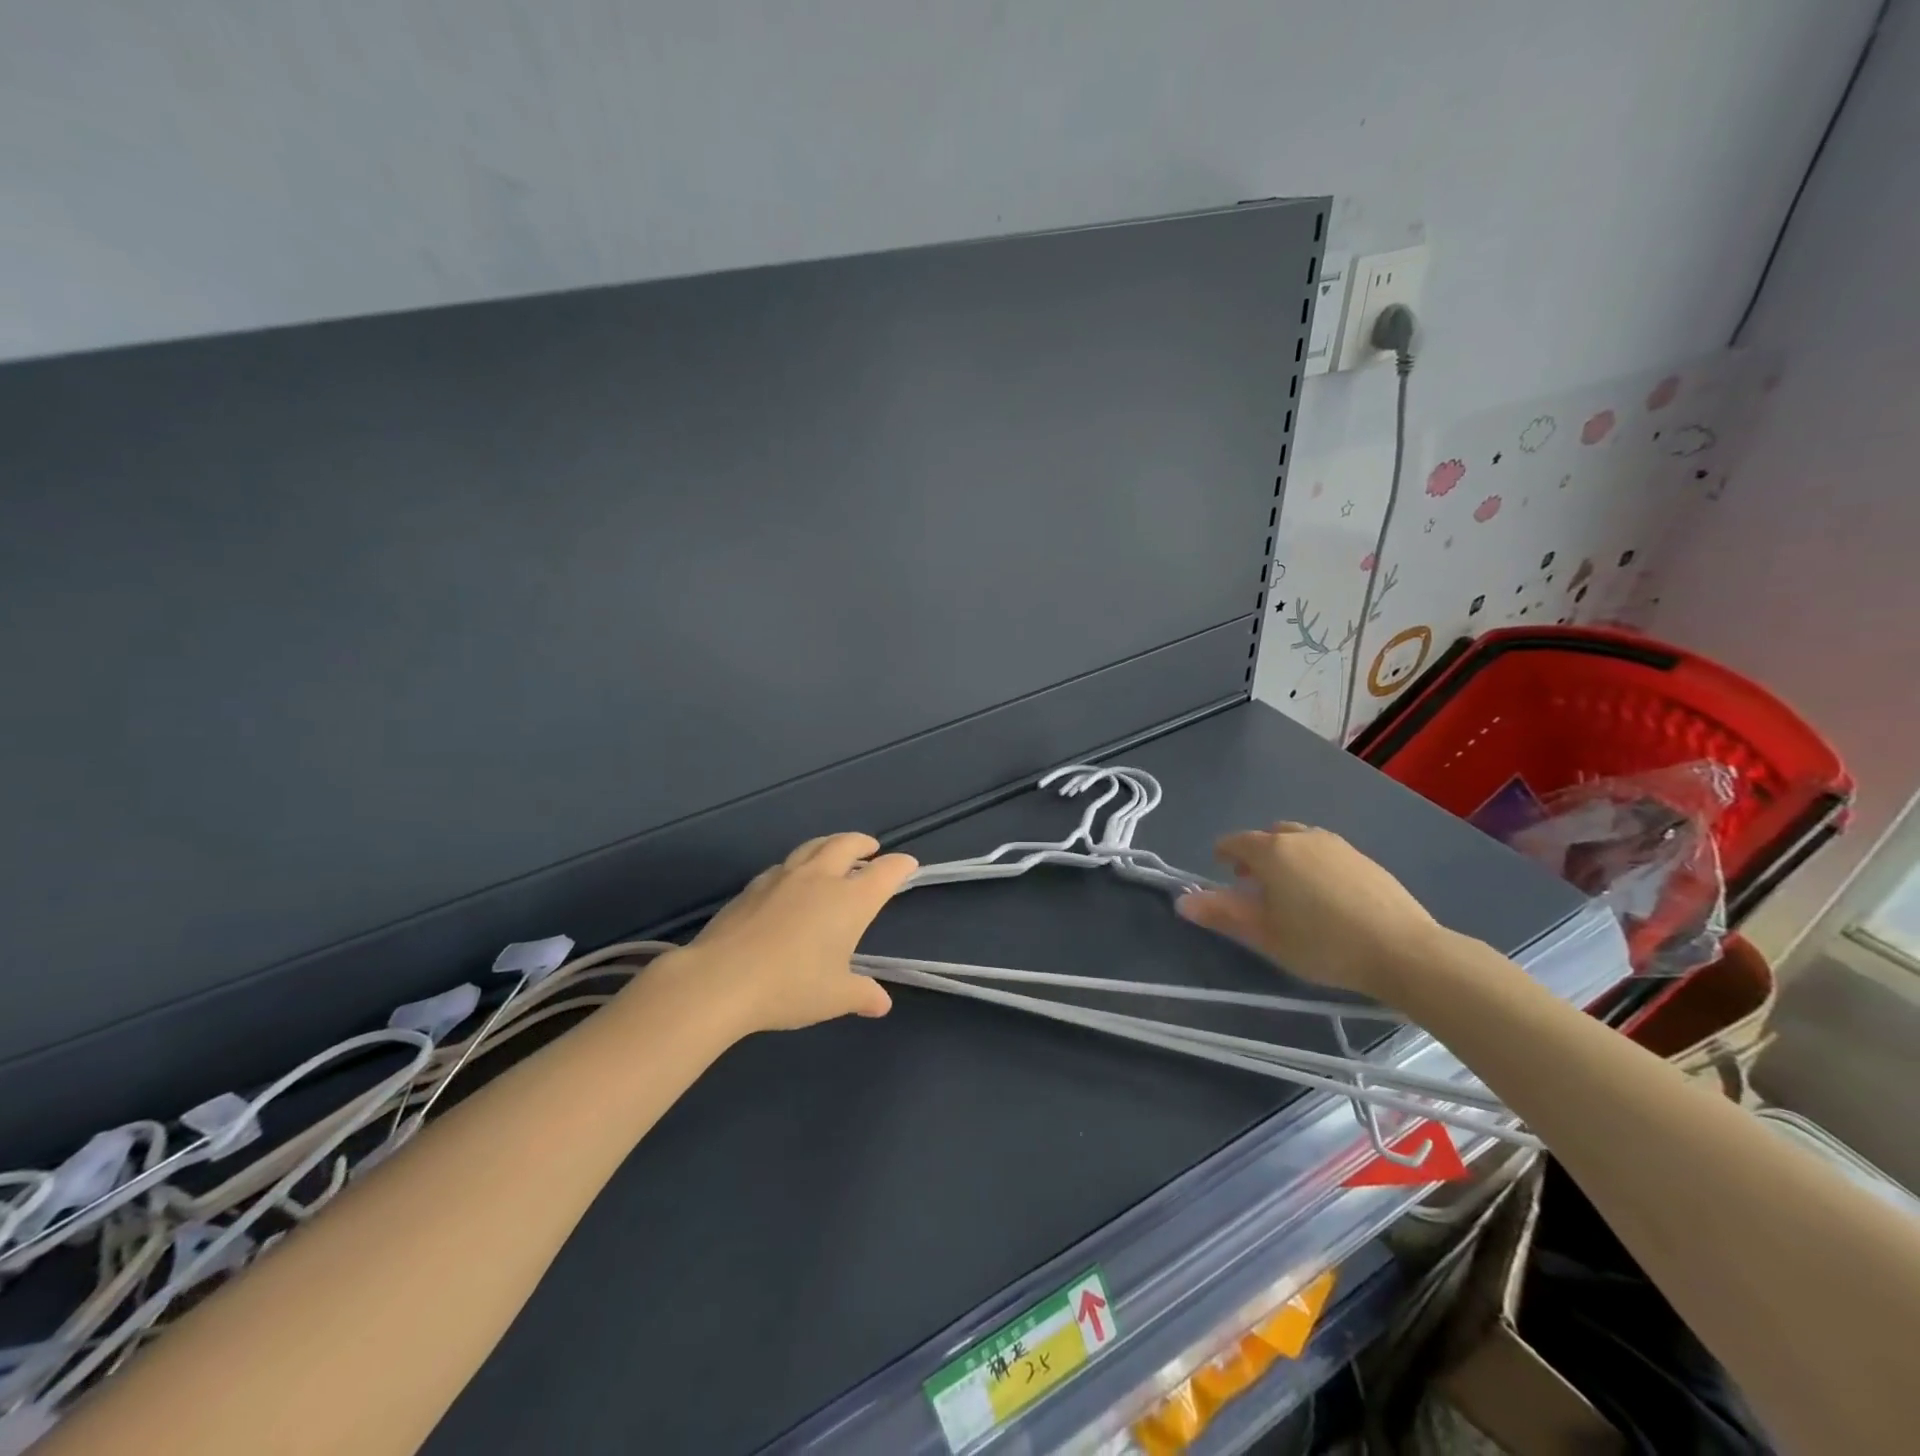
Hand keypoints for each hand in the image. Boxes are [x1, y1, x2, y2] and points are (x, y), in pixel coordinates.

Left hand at [669, 833, 918, 1033]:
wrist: (721, 979)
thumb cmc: (790, 987)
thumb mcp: (834, 997)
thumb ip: (862, 994)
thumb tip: (881, 1003)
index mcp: (850, 900)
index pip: (885, 872)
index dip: (900, 866)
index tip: (908, 865)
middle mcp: (820, 878)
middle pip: (846, 844)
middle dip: (862, 843)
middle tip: (870, 849)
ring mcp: (783, 877)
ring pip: (812, 847)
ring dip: (829, 845)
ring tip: (833, 853)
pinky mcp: (753, 886)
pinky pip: (783, 865)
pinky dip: (797, 865)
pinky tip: (791, 881)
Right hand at [1176, 823, 1439, 999]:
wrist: (1403, 951)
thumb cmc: (1322, 943)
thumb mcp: (1264, 934)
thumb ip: (1221, 913)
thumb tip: (1182, 901)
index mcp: (1272, 851)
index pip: (1235, 842)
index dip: (1222, 855)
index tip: (1221, 875)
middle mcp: (1302, 837)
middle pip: (1269, 836)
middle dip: (1255, 855)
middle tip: (1254, 886)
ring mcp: (1338, 845)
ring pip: (1300, 841)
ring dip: (1286, 858)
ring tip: (1290, 893)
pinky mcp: (1365, 859)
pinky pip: (1326, 853)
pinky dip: (1314, 866)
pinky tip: (1325, 898)